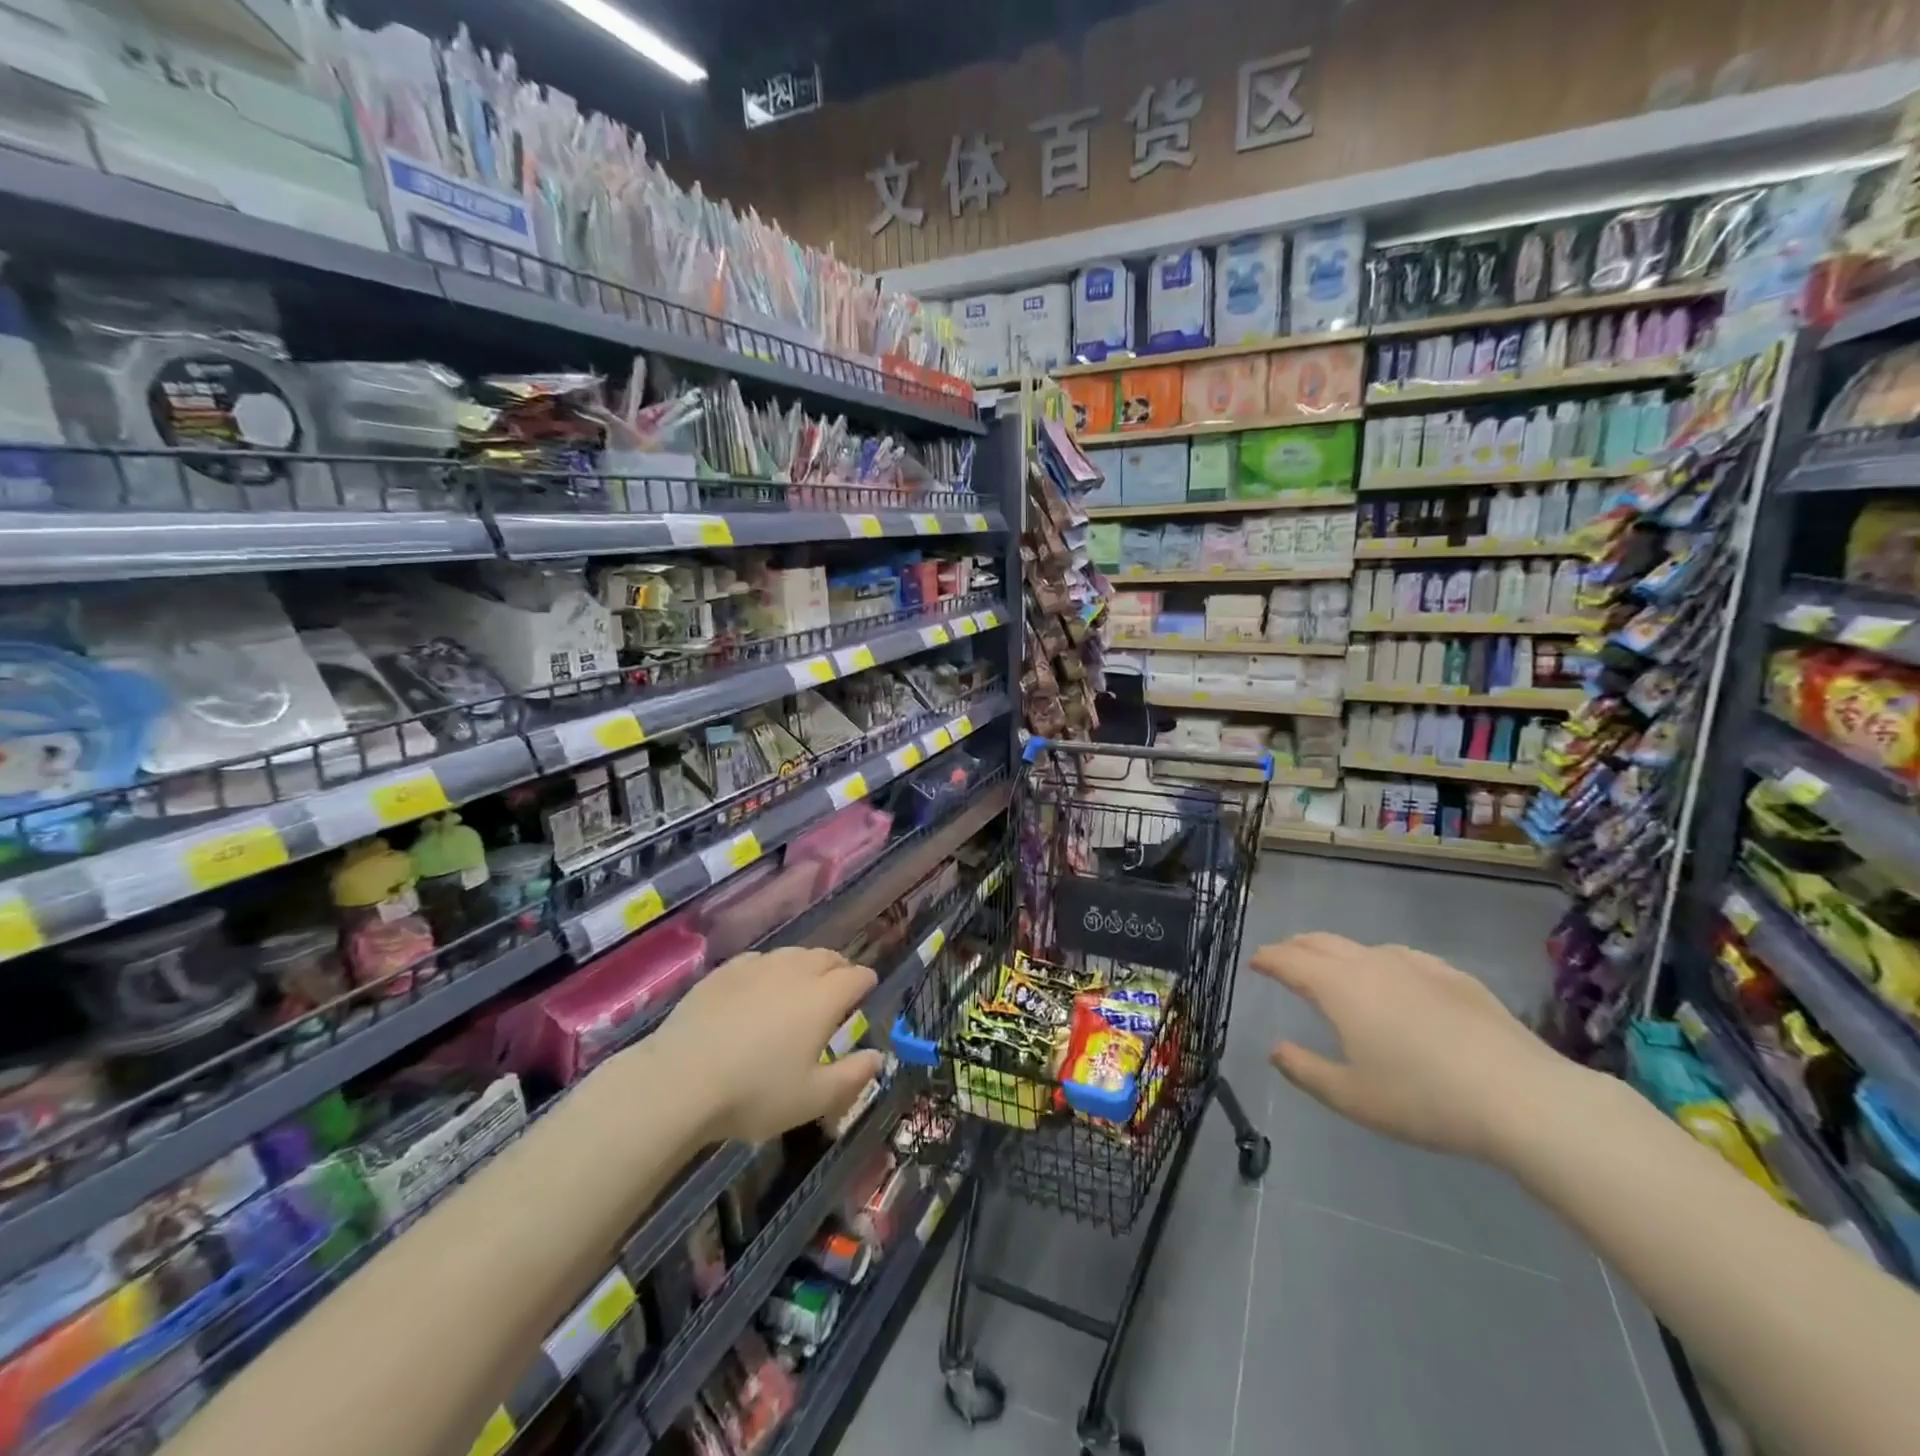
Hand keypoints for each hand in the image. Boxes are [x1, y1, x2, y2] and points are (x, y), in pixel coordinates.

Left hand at [649, 947, 885, 1144]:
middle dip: (839, 968)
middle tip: (839, 986)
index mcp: (823, 998)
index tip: (867, 990)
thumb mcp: (812, 1098)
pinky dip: (770, 969)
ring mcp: (757, 967)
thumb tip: (877, 1056)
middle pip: (827, 957)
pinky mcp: (724, 972)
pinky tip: (760, 986)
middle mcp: (795, 971)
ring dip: (806, 965)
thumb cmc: (754, 1093)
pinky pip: (759, 960)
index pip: (856, 976)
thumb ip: (852, 1076)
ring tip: (802, 985)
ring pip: (793, 954)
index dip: (866, 982)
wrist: (680, 1080)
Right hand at [1252, 932, 1576, 1162]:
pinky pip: (1401, 957)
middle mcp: (1370, 964)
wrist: (1522, 1097)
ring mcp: (1415, 965)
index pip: (1288, 961)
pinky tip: (1393, 980)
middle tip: (1283, 957)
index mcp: (1338, 987)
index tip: (1255, 962)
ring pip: (1361, 947)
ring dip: (1336, 953)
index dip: (1267, 959)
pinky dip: (1379, 961)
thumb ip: (1305, 1070)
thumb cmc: (1423, 1099)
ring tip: (1333, 969)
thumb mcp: (1351, 1097)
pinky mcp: (1453, 976)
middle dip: (1296, 947)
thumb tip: (1275, 1049)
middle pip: (1321, 942)